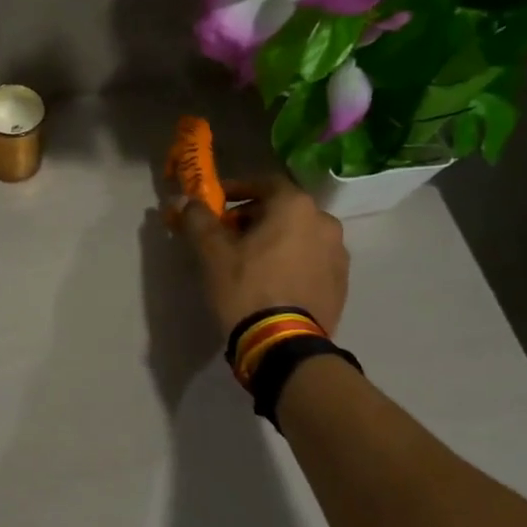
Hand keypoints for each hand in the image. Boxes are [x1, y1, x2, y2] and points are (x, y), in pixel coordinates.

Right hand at [172, 175, 349, 335]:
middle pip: (283, 209)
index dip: (238, 189)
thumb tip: (185, 200)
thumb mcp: (212, 253)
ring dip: (275, 240)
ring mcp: (338, 254)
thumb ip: (198, 219)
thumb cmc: (246, 288)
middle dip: (254, 217)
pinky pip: (311, 260)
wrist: (283, 344)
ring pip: (299, 235)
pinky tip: (272, 281)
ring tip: (249, 261)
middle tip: (228, 235)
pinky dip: (291, 261)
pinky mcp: (341, 283)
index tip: (217, 203)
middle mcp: (324, 222)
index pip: (265, 183)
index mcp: (295, 207)